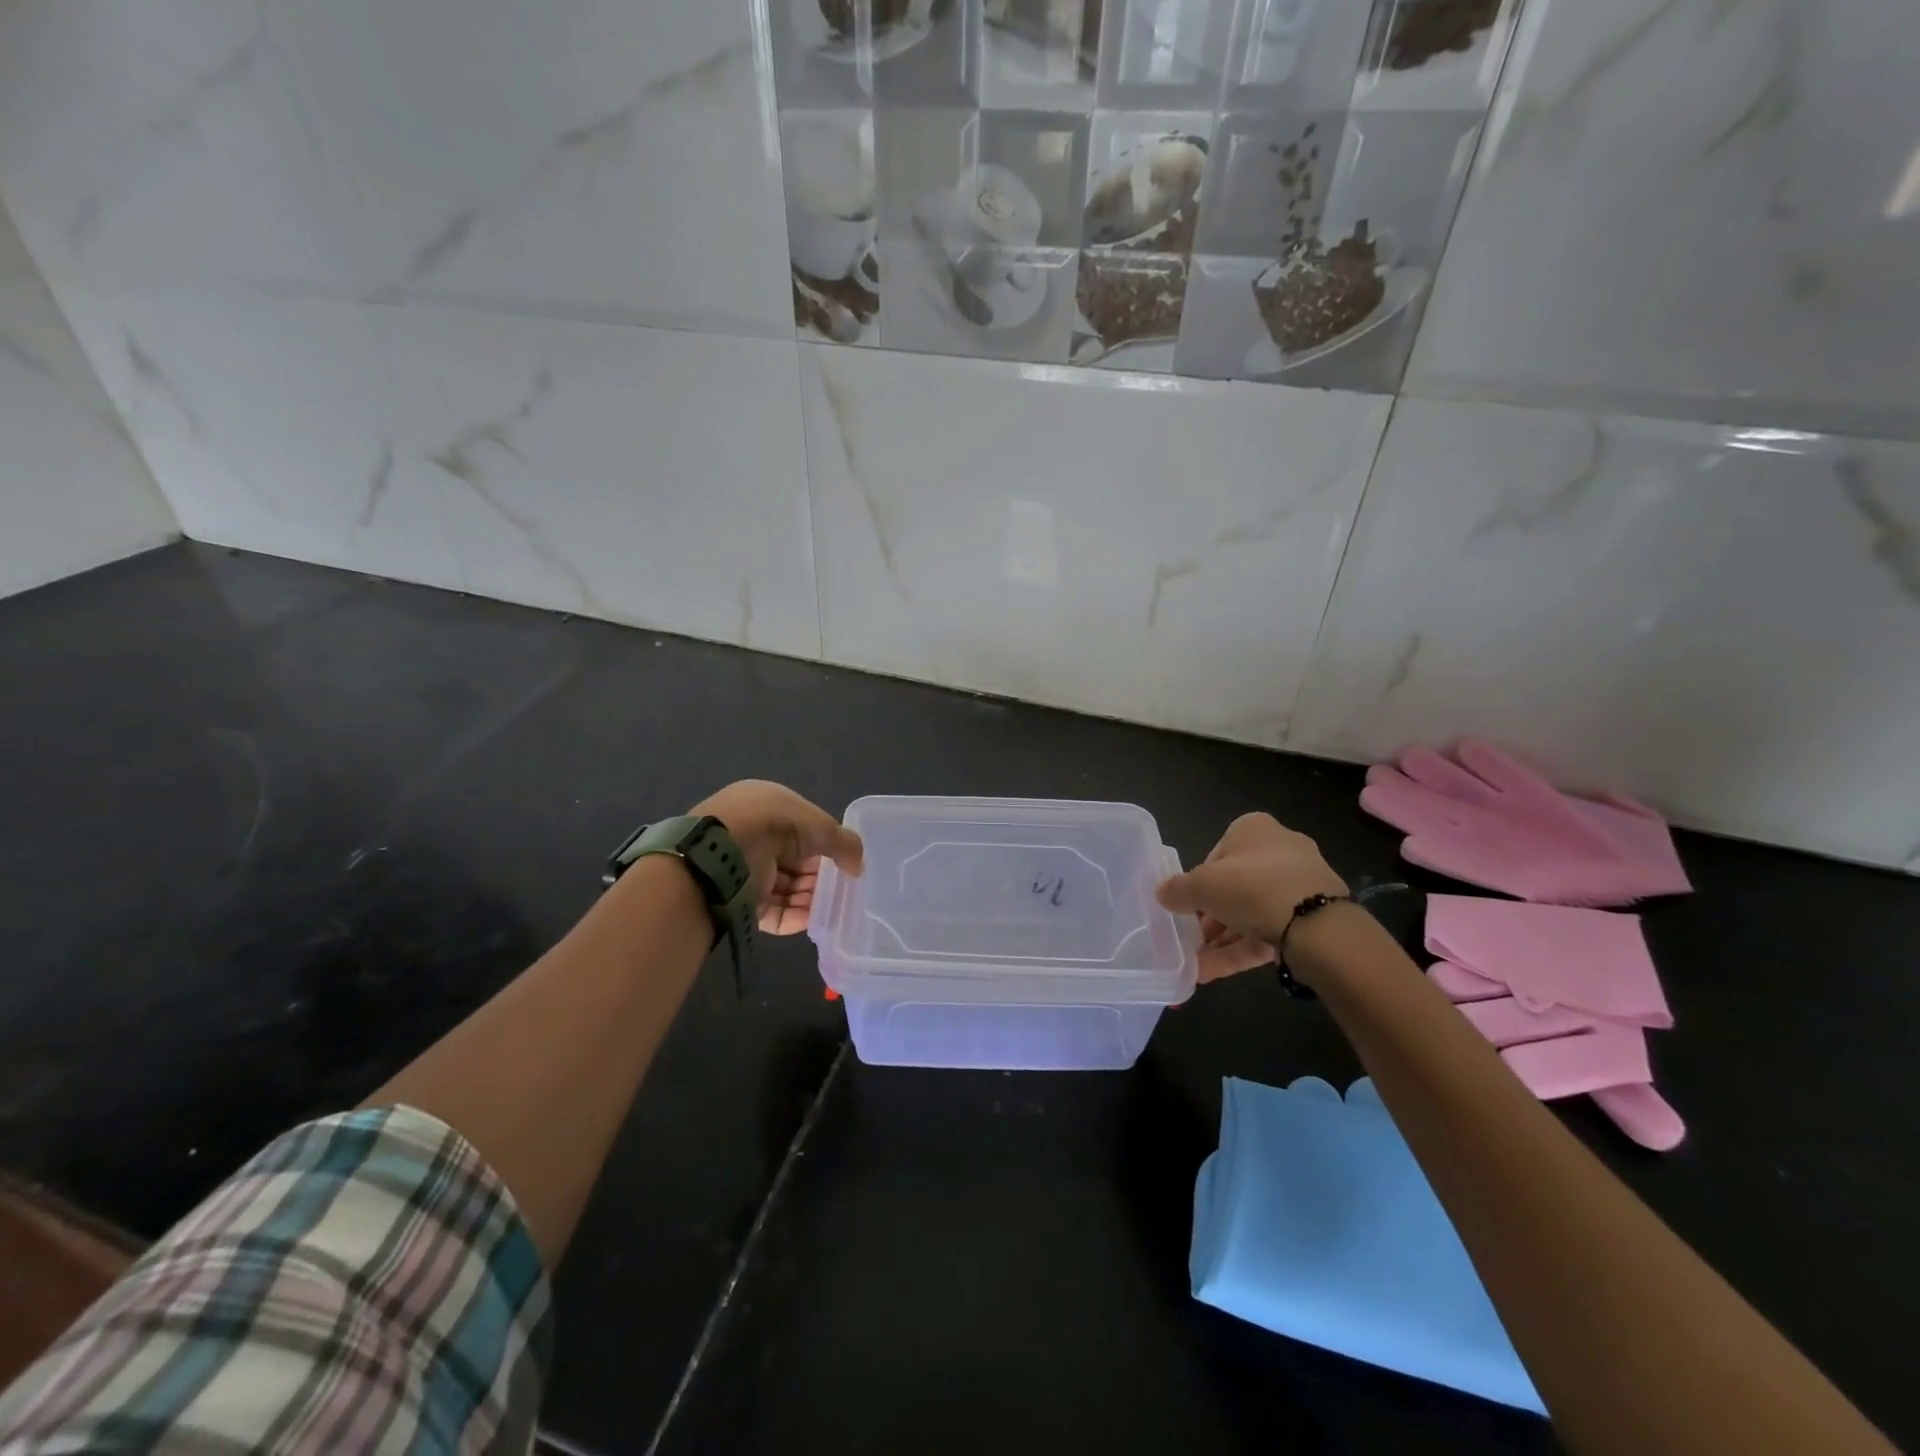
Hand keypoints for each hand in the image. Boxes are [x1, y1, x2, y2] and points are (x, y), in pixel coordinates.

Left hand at [691, 780, 863, 934]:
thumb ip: (844, 843)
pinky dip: (794, 916)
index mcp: (765, 805)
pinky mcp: (736, 899)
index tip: (844, 862)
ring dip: (809, 898)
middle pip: (794, 860)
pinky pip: (770, 911)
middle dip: (818, 876)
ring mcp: (742, 868)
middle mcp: (751, 834)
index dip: (824, 844)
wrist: (720, 855)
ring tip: (832, 909)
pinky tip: (815, 922)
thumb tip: (858, 866)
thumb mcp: (819, 825)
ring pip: (783, 887)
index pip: (801, 827)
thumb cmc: (772, 825)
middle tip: (841, 890)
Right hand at [1156, 813, 1348, 982]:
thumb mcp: (1201, 885)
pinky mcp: (1311, 920)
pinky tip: (1210, 974)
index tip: (1186, 906)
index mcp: (1254, 829)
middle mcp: (1280, 851)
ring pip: (1250, 913)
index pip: (1217, 854)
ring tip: (1194, 968)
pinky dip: (1239, 951)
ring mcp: (1299, 887)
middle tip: (1189, 940)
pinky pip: (1267, 932)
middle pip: (1234, 886)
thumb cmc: (1251, 887)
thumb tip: (1162, 893)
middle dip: (1209, 917)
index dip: (1198, 882)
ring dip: (1220, 940)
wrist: (1318, 927)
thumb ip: (1177, 889)